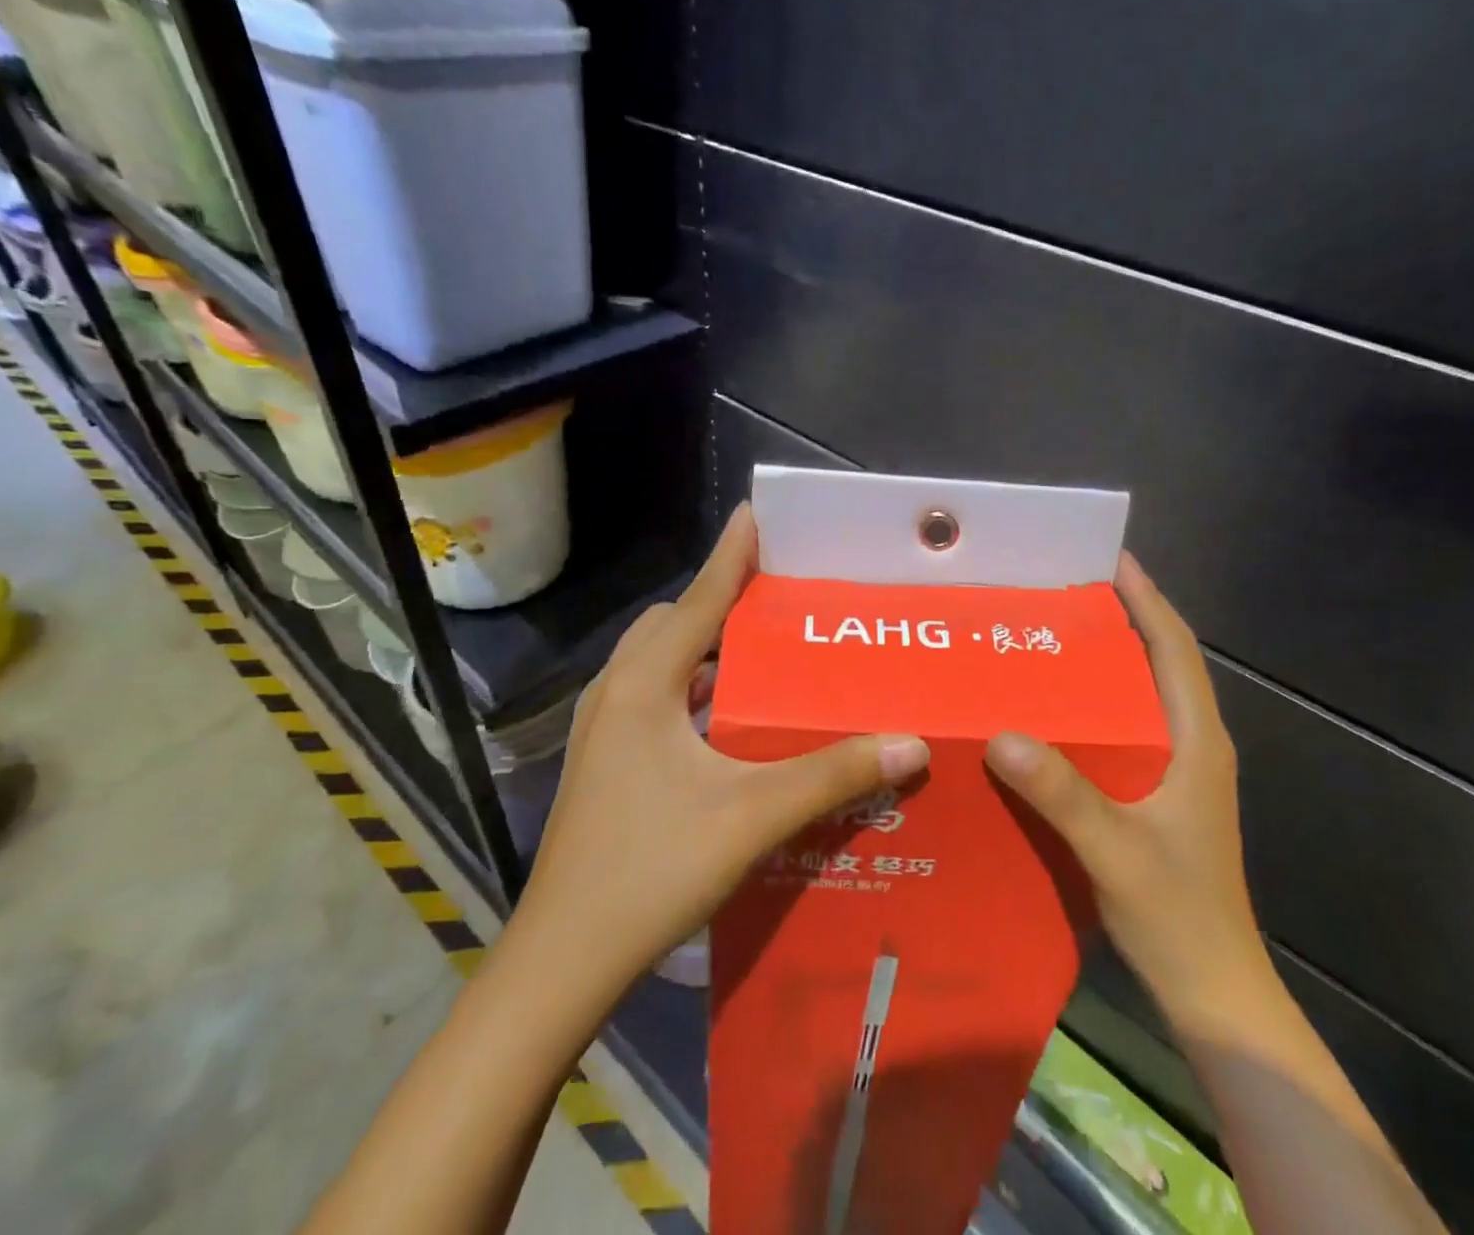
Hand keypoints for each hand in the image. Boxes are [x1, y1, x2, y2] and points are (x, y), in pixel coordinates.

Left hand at [510, 503, 930, 992]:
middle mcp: (618, 693)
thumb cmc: (651, 871)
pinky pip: (656, 697)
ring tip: (764, 651)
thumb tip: (911, 744)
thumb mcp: (752, 816)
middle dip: (719, 601)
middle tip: (778, 600)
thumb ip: (833, 775)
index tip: (756, 514)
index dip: (731, 555)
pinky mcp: (607, 761)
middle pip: (672, 623)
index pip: (697, 600)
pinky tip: (731, 717)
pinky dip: (693, 687)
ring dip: (705, 647)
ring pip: (660, 662)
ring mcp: (605, 730)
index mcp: (644, 685)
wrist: (562, 961)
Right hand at [985, 553, 1269, 1024]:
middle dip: (1124, 620)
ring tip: (1053, 638)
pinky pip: (1127, 731)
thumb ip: (1062, 792)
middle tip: (1066, 593)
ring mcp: (1180, 774)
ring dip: (1110, 662)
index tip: (1114, 559)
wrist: (1214, 993)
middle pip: (1161, 664)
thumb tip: (1000, 734)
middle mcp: (1194, 746)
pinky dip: (1097, 707)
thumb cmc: (1177, 915)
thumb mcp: (1115, 849)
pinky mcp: (1161, 798)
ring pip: (1144, 698)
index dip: (1149, 600)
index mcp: (1197, 742)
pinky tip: (1054, 713)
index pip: (1176, 651)